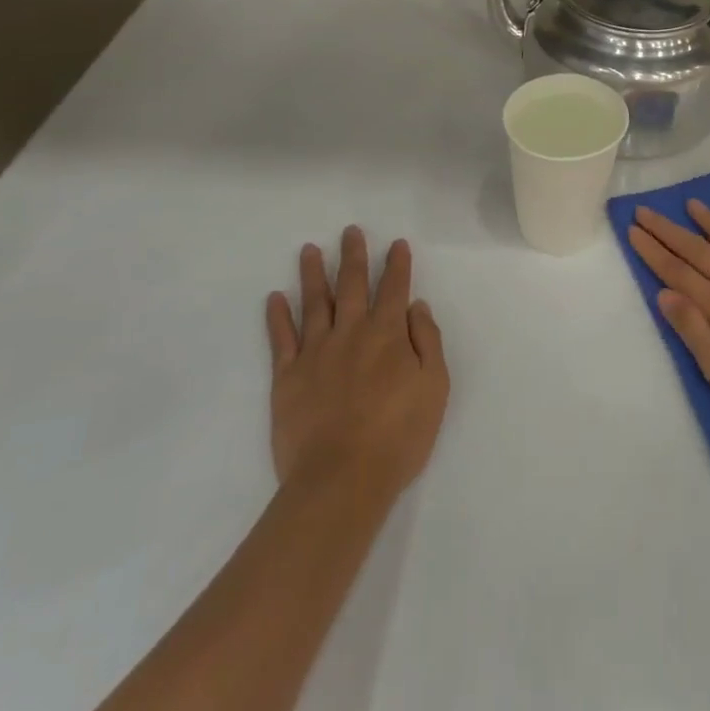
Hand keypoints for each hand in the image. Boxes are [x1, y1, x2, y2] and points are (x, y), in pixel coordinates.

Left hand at [265, 228, 448, 499]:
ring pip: (314, 303)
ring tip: (309, 250)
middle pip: (352, 286)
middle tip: (350, 231)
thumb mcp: (434, 387)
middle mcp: (351, 333)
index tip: (396, 244)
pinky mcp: (287, 377)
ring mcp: (315, 353)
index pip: (394, 289)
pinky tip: (274, 298)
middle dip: (353, 256)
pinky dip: (277, 316)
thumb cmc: (399, 435)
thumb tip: (416, 307)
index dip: (397, 265)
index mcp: (388, 335)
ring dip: (313, 274)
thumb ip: (427, 342)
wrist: (342, 478)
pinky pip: (281, 339)